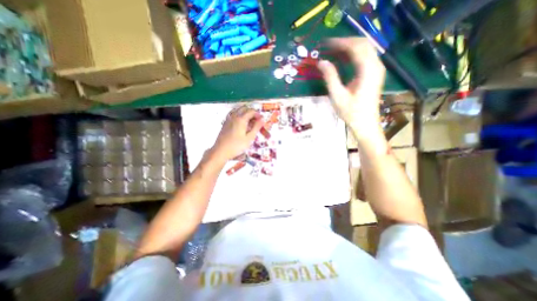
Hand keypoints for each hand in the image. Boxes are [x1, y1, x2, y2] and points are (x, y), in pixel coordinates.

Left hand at [213, 106, 265, 162]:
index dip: (258, 114)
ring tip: (249, 120)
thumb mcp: (249, 138)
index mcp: (241, 119)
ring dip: (245, 112)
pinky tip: (240, 121)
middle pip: (244, 108)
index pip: (251, 111)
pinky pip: (232, 114)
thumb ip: (256, 128)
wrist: (221, 151)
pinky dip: (238, 114)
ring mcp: (228, 119)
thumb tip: (262, 120)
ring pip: (238, 110)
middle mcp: (234, 116)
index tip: (261, 120)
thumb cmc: (236, 146)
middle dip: (251, 112)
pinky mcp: (225, 123)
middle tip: (256, 120)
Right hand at [318, 37, 386, 138]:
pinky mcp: (375, 74)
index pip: (356, 47)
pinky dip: (354, 55)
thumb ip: (330, 77)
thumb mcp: (337, 96)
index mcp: (368, 71)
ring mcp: (377, 70)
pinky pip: (366, 57)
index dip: (340, 43)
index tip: (326, 44)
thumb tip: (321, 62)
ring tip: (334, 51)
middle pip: (363, 44)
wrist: (365, 124)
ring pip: (365, 49)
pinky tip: (343, 59)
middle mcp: (376, 66)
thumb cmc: (351, 112)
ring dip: (349, 47)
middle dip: (345, 42)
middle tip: (329, 46)